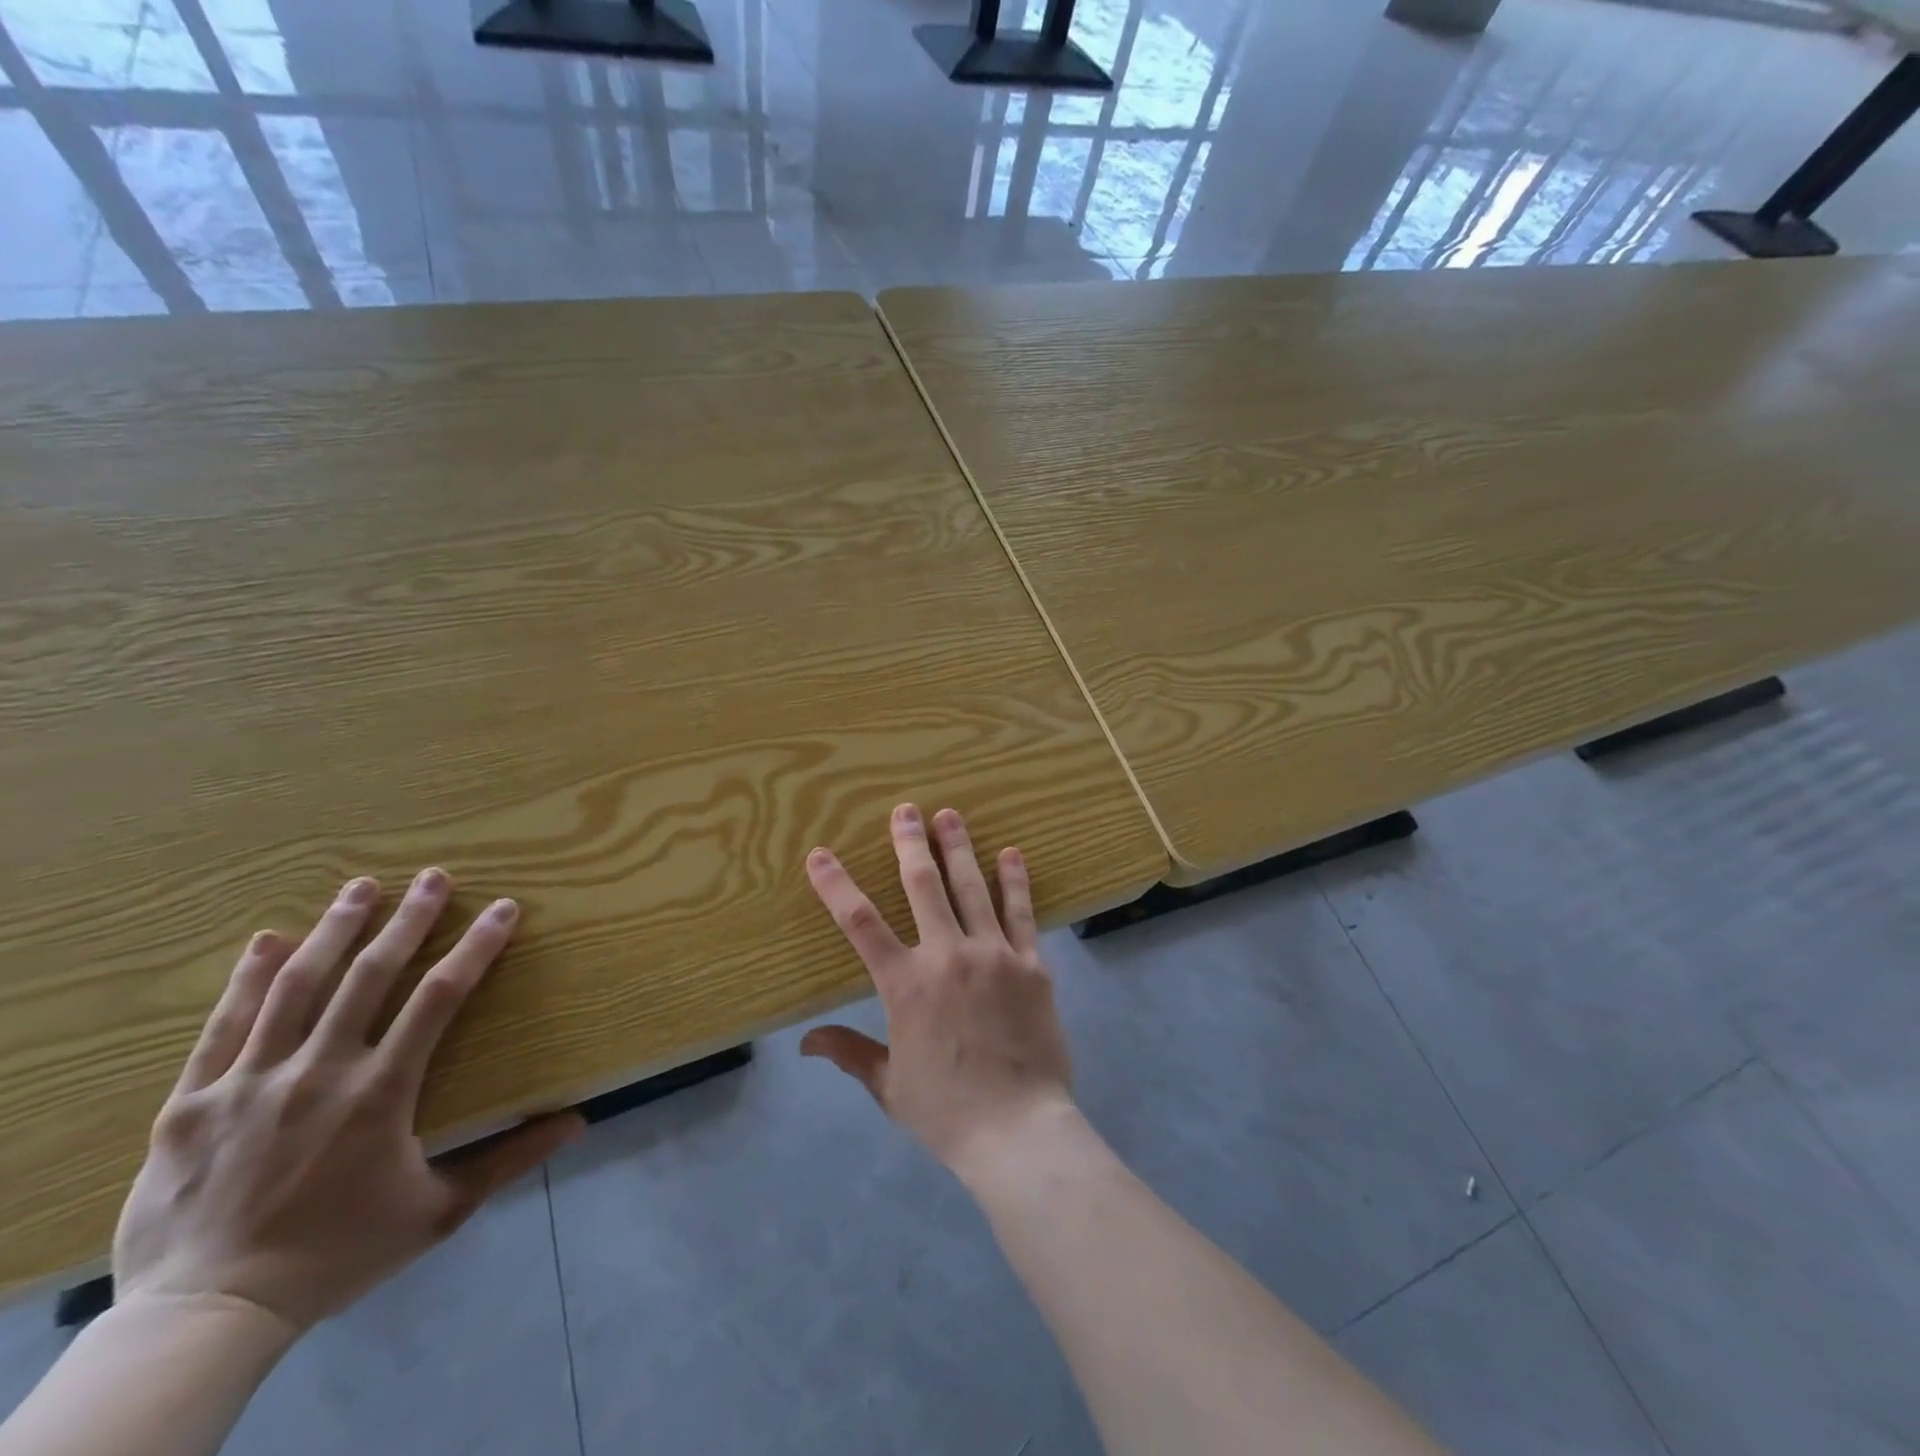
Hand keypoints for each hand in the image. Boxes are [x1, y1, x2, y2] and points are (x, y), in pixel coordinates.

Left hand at [113, 871, 583, 1333]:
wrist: (205, 1317)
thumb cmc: (338, 1254)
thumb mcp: (440, 1211)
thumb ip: (510, 1159)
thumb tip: (578, 1121)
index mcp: (380, 1092)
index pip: (439, 998)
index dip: (476, 947)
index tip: (503, 908)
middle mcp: (318, 1072)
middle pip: (369, 975)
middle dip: (408, 919)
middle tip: (434, 876)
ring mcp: (248, 1082)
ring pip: (297, 986)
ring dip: (335, 930)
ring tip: (361, 886)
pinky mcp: (191, 1102)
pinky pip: (223, 1027)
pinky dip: (248, 979)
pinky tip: (269, 940)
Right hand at [800, 804, 1073, 1171]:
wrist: (1018, 1130)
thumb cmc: (946, 1110)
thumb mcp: (889, 1084)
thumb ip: (849, 1052)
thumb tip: (806, 1041)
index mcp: (906, 985)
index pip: (861, 924)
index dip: (837, 885)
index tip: (820, 854)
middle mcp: (947, 956)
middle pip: (923, 887)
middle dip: (910, 844)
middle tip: (905, 810)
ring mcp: (994, 955)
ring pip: (972, 889)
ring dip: (959, 848)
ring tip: (950, 815)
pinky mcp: (1032, 965)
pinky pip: (1022, 914)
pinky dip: (1015, 881)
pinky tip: (1011, 854)